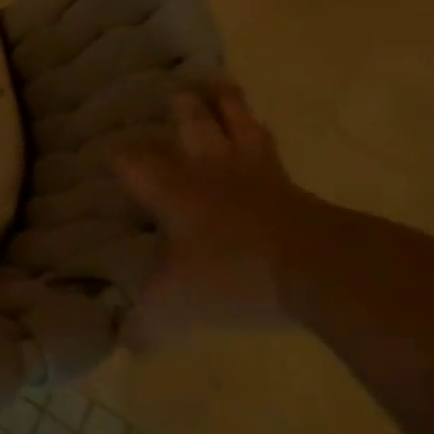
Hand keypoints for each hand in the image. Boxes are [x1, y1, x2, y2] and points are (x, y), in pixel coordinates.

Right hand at [114, 83, 323, 352]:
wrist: (323, 269)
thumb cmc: (233, 276)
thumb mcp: (178, 309)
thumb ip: (145, 327)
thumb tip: (122, 349)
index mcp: (173, 191)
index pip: (134, 163)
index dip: (119, 158)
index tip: (110, 155)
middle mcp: (210, 172)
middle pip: (193, 126)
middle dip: (183, 110)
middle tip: (178, 91)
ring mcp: (258, 176)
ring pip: (239, 126)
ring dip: (229, 105)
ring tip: (222, 84)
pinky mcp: (297, 189)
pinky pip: (275, 153)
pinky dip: (265, 139)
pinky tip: (266, 138)